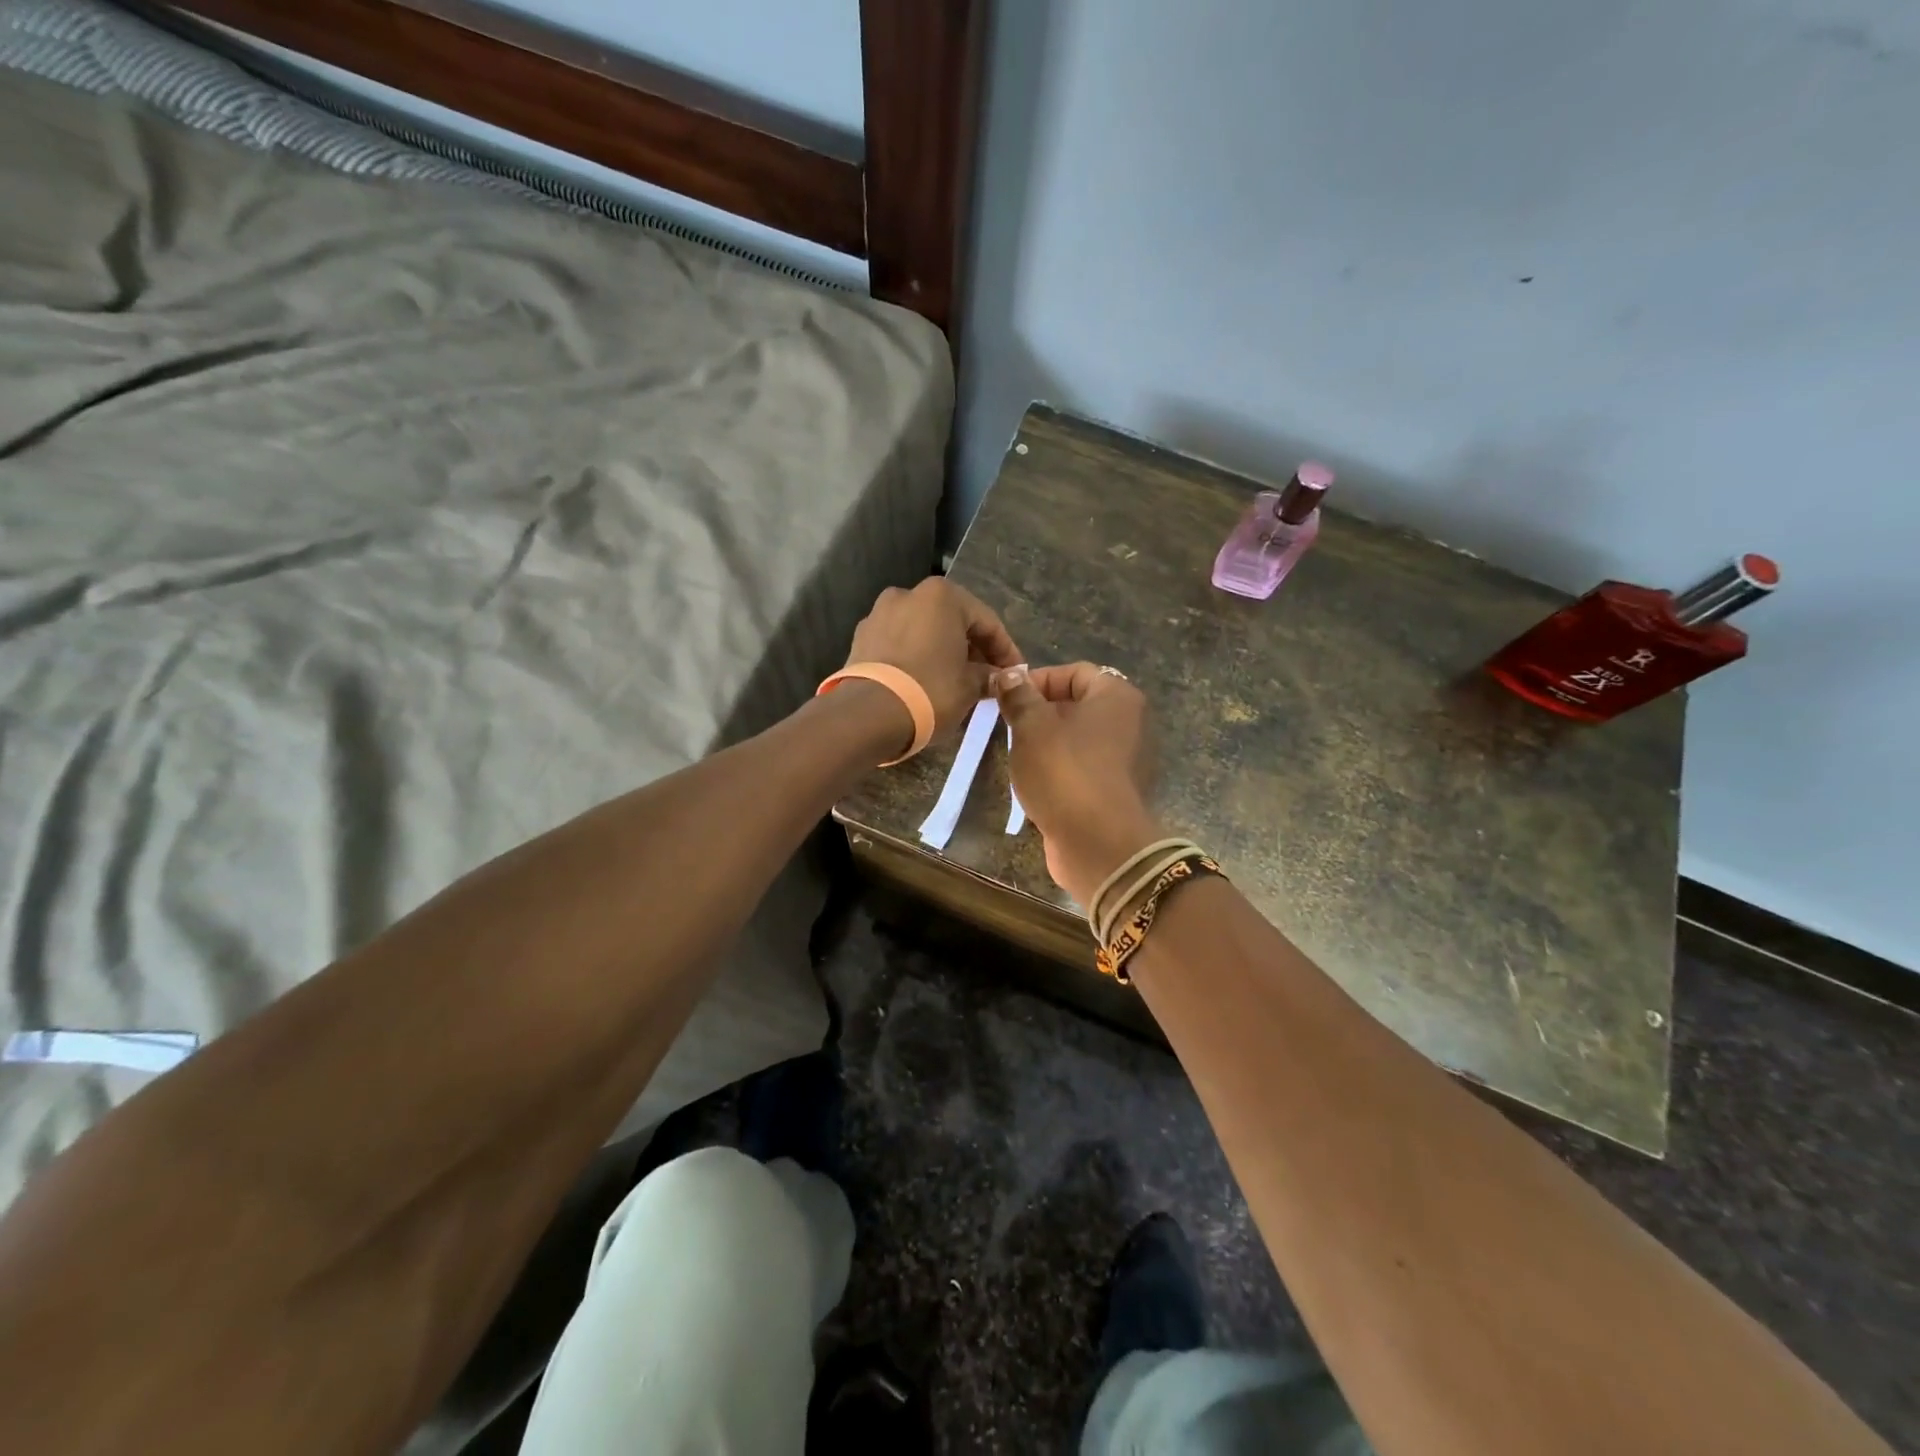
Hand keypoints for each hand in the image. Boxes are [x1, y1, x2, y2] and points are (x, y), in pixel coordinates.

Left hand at [844, 579, 1023, 743]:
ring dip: (943, 651)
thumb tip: (997, 677)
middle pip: (953, 621)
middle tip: (987, 677)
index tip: (1015, 673)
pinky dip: (916, 657)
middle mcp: (909, 594)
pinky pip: (900, 643)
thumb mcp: (970, 686)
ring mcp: (880, 613)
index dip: (1005, 650)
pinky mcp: (861, 637)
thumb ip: (988, 675)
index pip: (987, 621)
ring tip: (955, 681)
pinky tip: (925, 681)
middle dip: (972, 648)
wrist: (868, 714)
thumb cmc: (930, 691)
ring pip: (924, 631)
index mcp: (942, 596)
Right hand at [993, 662, 1159, 907]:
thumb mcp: (1031, 727)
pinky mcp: (1116, 791)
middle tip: (1008, 728)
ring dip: (1047, 744)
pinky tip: (1036, 784)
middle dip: (1039, 713)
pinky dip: (1060, 771)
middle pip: (1077, 705)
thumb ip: (1019, 696)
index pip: (1074, 672)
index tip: (1007, 699)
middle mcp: (1130, 723)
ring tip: (1018, 757)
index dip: (1037, 680)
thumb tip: (1008, 674)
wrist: (1098, 843)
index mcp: (1116, 696)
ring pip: (1078, 739)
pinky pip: (1083, 768)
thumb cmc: (1064, 772)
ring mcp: (1127, 760)